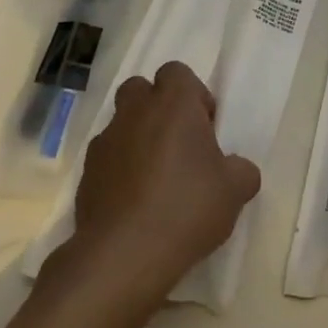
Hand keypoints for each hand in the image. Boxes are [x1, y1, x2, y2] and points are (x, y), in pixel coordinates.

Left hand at [69, 61, 260, 307]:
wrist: (124, 254)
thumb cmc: (187, 208)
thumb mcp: (235, 190)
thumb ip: (241, 170)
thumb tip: (237, 169)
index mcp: (173, 103)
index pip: (177, 72)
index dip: (192, 95)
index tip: (204, 128)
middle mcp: (135, 112)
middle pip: (141, 89)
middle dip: (158, 108)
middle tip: (178, 144)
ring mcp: (105, 141)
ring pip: (122, 123)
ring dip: (138, 138)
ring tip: (156, 177)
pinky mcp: (86, 173)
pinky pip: (107, 157)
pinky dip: (119, 168)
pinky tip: (135, 201)